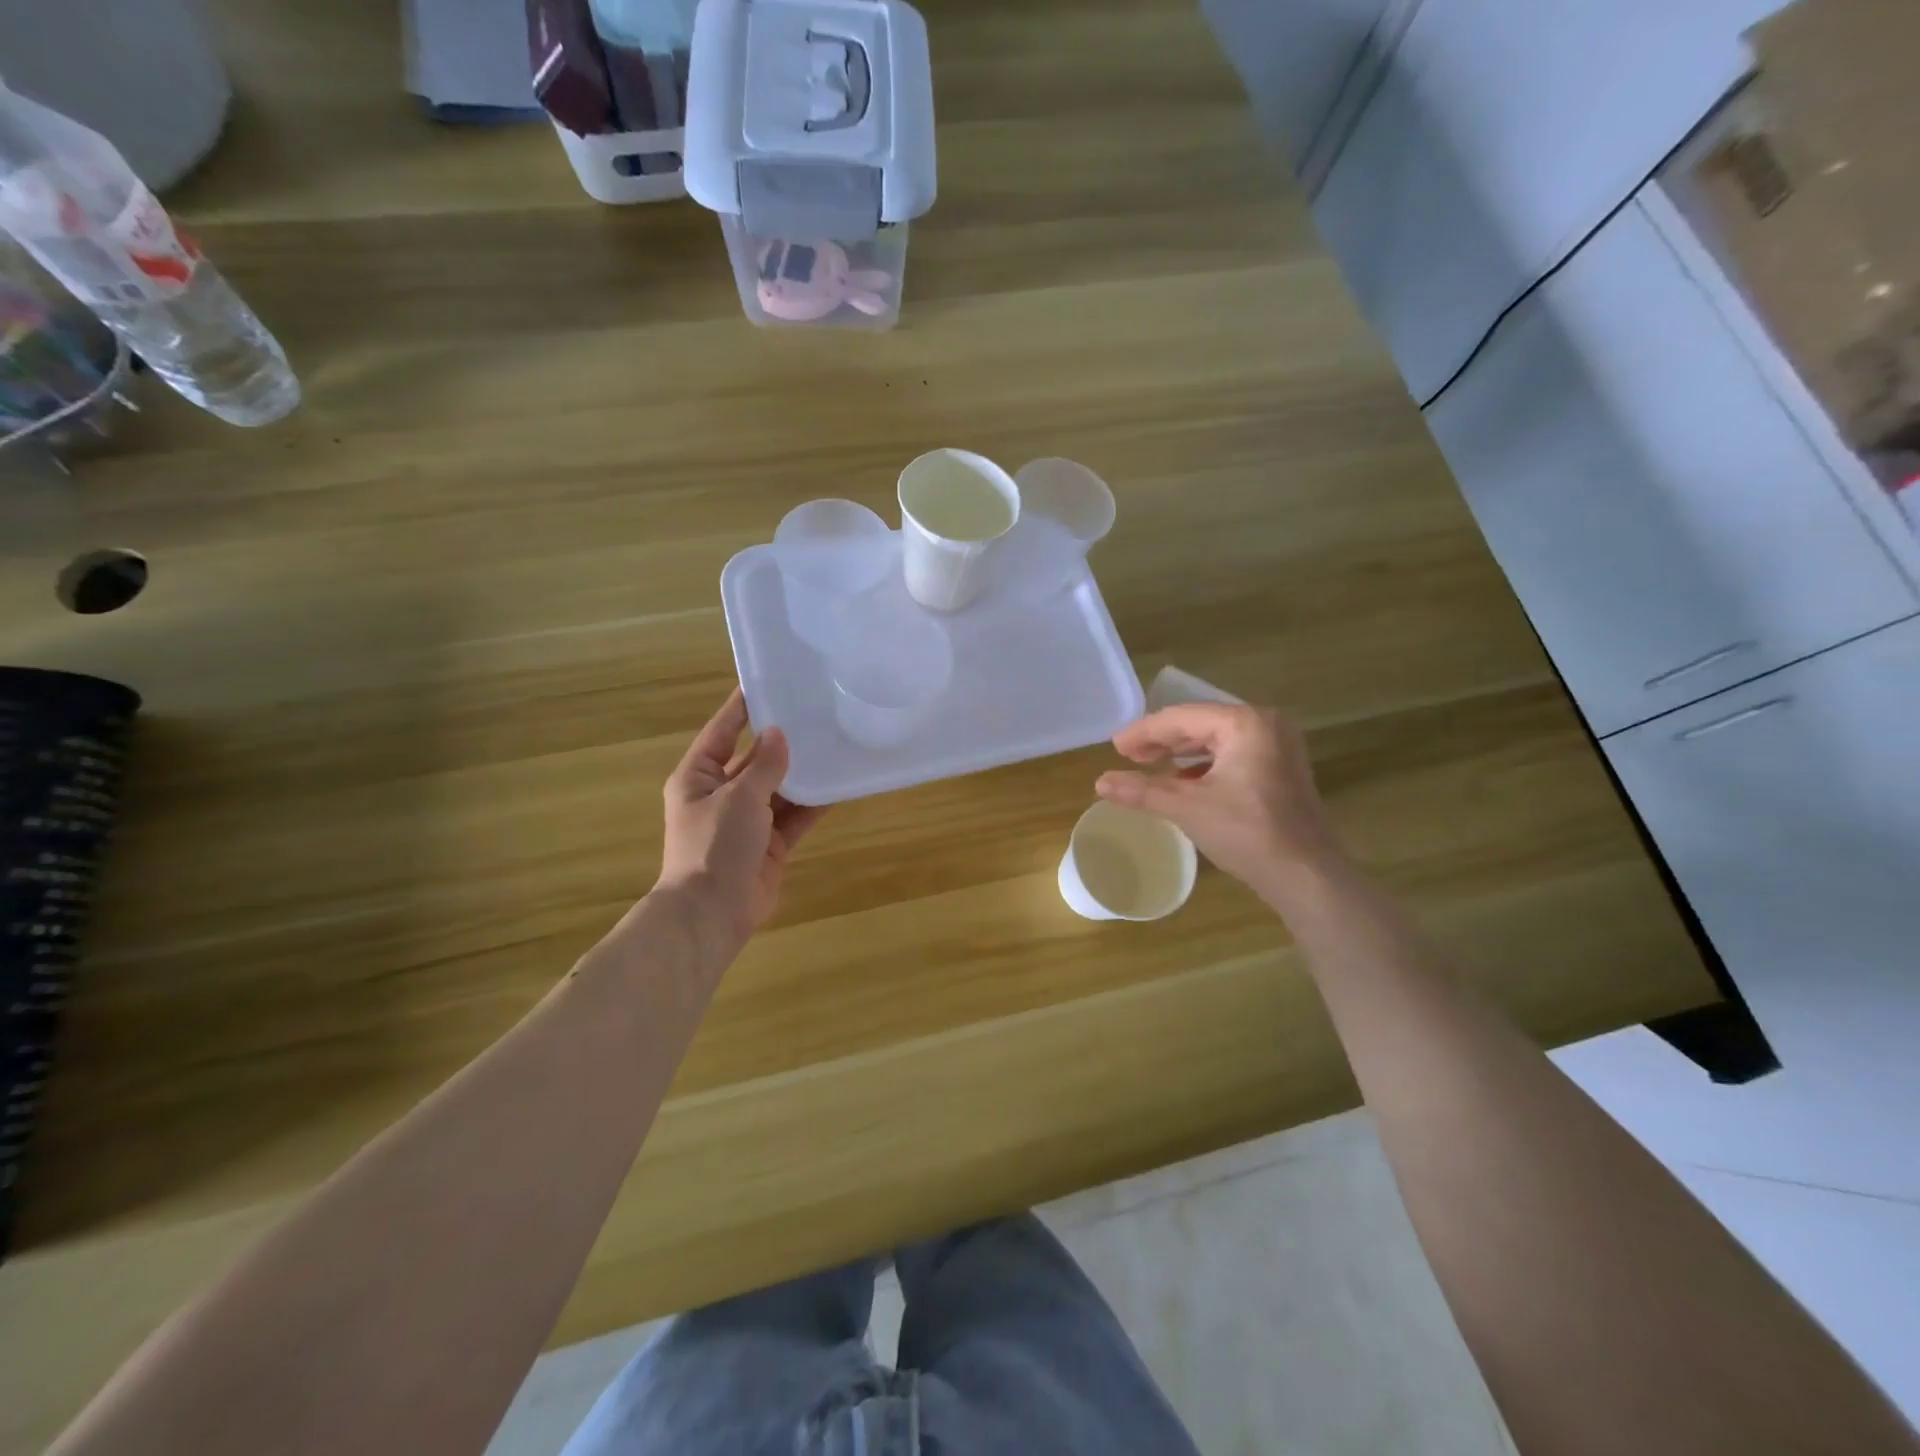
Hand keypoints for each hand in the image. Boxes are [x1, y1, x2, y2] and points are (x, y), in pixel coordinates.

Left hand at [656, 689, 825, 949]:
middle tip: (815, 712)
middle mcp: (721, 794)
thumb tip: (779, 733)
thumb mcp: (738, 797)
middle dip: (781, 741)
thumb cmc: (714, 846)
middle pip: (754, 759)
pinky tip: (839, 785)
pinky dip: (814, 803)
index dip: (743, 708)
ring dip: (802, 772)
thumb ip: (763, 765)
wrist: (712, 914)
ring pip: (779, 788)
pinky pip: (795, 816)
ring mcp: (747, 821)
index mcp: (698, 776)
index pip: (722, 731)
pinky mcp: (770, 844)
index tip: (768, 682)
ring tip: (834, 744)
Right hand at [1095, 703, 1343, 899]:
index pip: (1182, 718)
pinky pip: (1233, 754)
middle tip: (1128, 755)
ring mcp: (1278, 746)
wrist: (1305, 874)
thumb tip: (1100, 783)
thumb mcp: (1187, 808)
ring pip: (1216, 739)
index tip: (1115, 746)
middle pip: (1200, 724)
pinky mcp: (1281, 769)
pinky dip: (1205, 764)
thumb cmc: (1247, 833)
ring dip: (1181, 752)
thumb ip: (1142, 791)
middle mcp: (1265, 724)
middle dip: (1162, 740)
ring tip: (1149, 764)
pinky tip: (1183, 780)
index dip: (1144, 732)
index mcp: (1244, 723)